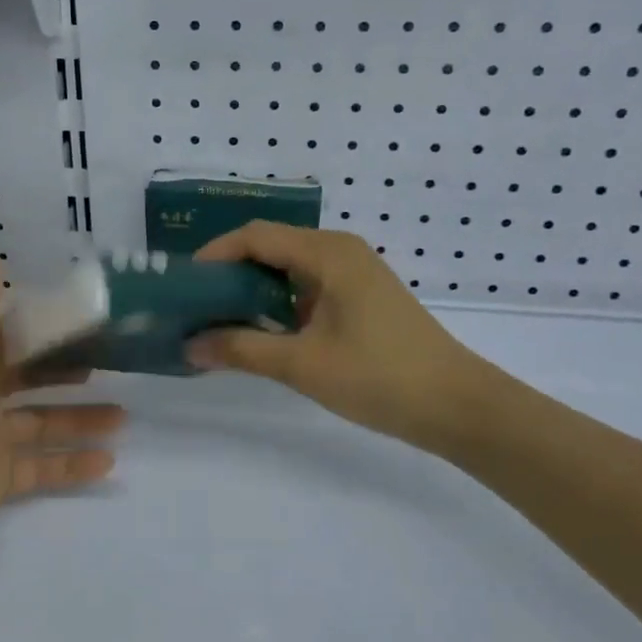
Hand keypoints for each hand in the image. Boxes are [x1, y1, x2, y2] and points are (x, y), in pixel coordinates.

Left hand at [0, 248, 123, 553]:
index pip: (7, 340)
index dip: (40, 332)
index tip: (81, 325)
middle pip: (28, 382)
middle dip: (66, 377)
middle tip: (108, 370)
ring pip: (40, 425)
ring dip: (79, 421)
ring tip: (123, 419)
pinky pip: (40, 468)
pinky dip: (71, 465)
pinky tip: (107, 462)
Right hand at [187, 224, 495, 450]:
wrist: (457, 406)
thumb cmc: (379, 377)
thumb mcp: (302, 364)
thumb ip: (241, 350)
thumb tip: (189, 346)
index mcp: (327, 253)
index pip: (255, 236)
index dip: (215, 254)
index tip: (184, 284)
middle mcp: (340, 251)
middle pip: (271, 246)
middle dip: (229, 272)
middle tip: (195, 304)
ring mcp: (354, 273)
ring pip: (289, 268)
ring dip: (253, 289)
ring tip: (219, 319)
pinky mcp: (361, 296)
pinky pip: (308, 285)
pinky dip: (279, 302)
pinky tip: (262, 330)